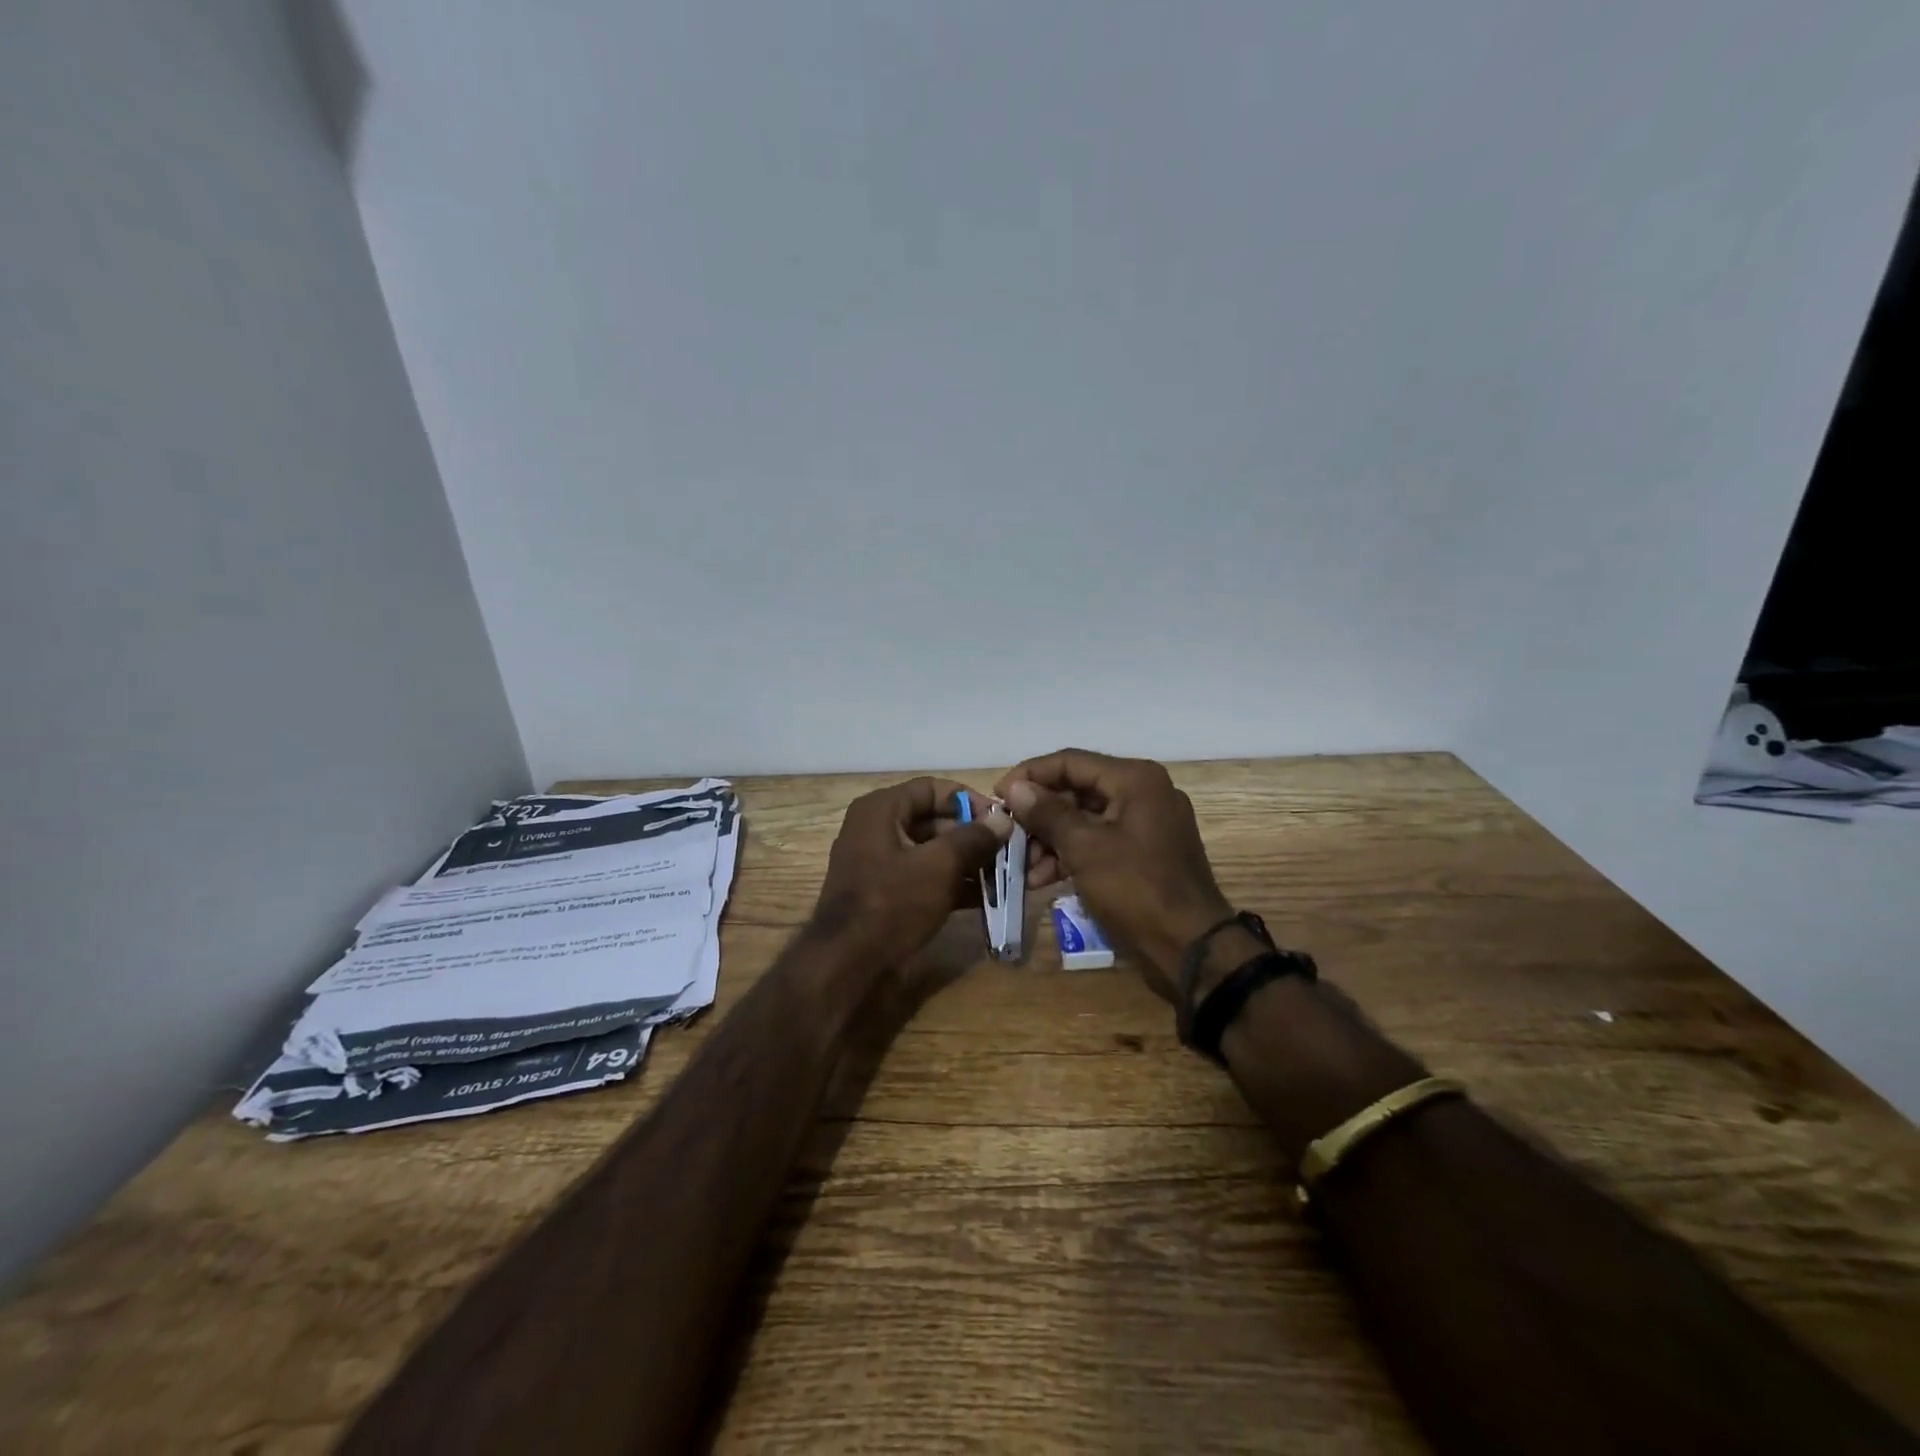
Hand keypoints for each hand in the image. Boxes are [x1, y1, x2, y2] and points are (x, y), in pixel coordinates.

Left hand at [810, 777, 1010, 966]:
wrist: (847, 965)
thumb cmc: (892, 903)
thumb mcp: (939, 866)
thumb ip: (973, 838)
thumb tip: (1002, 819)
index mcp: (880, 809)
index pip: (932, 789)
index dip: (969, 799)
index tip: (1001, 819)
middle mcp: (875, 829)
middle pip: (933, 820)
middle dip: (972, 835)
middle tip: (1007, 851)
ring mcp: (878, 863)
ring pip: (930, 851)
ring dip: (966, 862)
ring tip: (1002, 875)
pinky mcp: (884, 894)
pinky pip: (923, 877)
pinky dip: (951, 884)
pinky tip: (984, 898)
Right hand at [996, 750, 1233, 998]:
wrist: (1190, 947)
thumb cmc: (1135, 888)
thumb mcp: (1084, 848)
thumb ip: (1047, 813)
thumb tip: (1015, 787)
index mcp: (1135, 779)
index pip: (1070, 761)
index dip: (1030, 775)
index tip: (997, 796)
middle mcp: (1144, 792)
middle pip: (1077, 790)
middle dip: (1039, 815)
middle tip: (1008, 835)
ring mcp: (1147, 824)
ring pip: (1086, 819)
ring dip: (1051, 840)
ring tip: (1023, 868)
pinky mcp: (1145, 853)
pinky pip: (1100, 841)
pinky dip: (1072, 855)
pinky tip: (1043, 880)